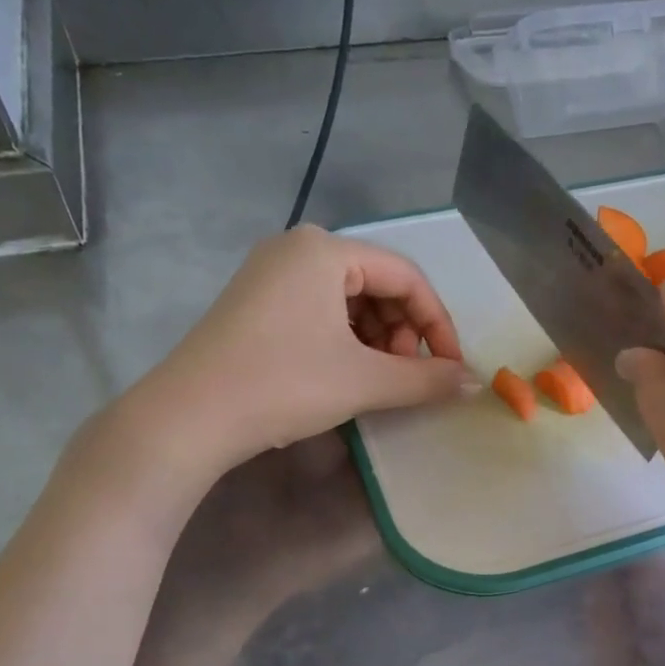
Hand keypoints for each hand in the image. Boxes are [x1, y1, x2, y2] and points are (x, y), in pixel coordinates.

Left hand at [101, 227, 472, 507]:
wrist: (191, 416)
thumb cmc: (284, 385)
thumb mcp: (365, 381)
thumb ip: (427, 379)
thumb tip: (474, 383)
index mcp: (325, 250)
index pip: (407, 276)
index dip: (437, 324)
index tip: (449, 368)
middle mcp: (297, 249)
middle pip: (379, 285)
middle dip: (403, 333)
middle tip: (406, 377)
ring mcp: (271, 275)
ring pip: (350, 302)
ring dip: (377, 341)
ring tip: (377, 381)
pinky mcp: (256, 304)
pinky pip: (321, 313)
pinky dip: (346, 342)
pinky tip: (345, 375)